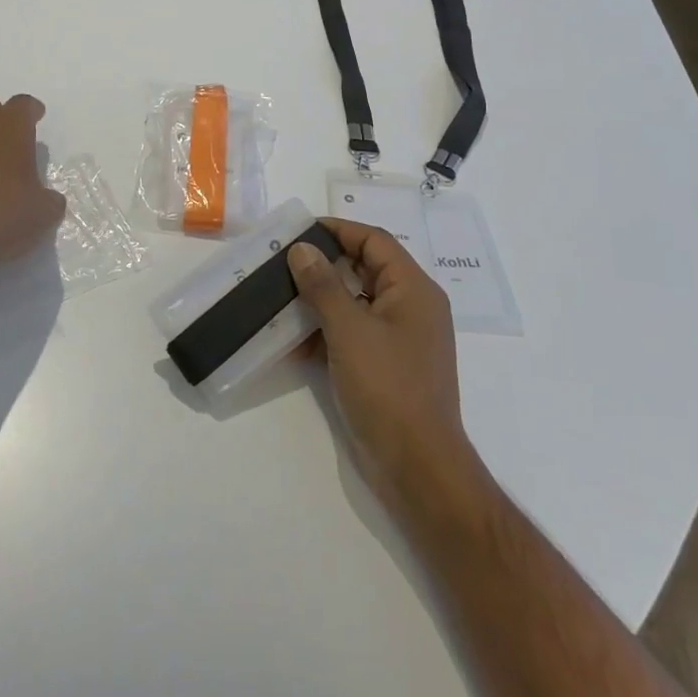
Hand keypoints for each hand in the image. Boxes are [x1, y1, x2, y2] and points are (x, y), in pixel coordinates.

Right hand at [289, 220, 473, 510]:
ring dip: (320, 299)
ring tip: (280, 295)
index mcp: (413, 289)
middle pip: (364, 269)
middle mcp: (411, 307)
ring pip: (356, 302)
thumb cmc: (388, 387)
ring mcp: (400, 339)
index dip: (338, 229)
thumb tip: (302, 249)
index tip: (299, 230)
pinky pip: (354, 333)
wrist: (417, 467)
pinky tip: (293, 339)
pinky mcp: (386, 366)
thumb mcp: (349, 330)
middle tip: (283, 260)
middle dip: (324, 264)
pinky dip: (326, 331)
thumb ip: (323, 285)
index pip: (374, 241)